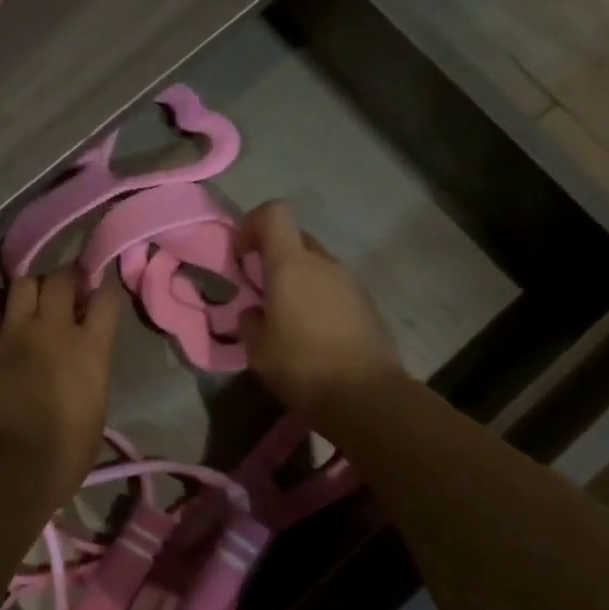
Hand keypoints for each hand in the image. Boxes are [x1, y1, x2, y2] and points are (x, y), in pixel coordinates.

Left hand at [0, 271, 121, 505]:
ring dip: (30, 290)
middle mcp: (54, 329)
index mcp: (91, 348)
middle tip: (64, 294)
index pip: (106, 298)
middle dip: (65, 280)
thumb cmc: (64, 453)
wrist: (7, 467)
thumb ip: (91, 372)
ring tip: (29, 306)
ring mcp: (13, 332)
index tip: (98, 296)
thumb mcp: (96, 410)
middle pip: (61, 279)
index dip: (103, 291)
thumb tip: (83, 362)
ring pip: (23, 284)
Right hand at [237, 200, 407, 416]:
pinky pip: (334, 287)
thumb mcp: (258, 350)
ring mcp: (350, 282)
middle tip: (260, 291)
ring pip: (316, 265)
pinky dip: (318, 298)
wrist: (367, 396)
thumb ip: (249, 322)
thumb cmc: (302, 367)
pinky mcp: (367, 304)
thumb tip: (253, 312)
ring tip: (287, 319)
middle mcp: (323, 263)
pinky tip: (313, 334)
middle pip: (295, 238)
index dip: (252, 223)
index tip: (241, 254)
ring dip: (298, 280)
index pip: (274, 212)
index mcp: (291, 265)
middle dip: (273, 256)